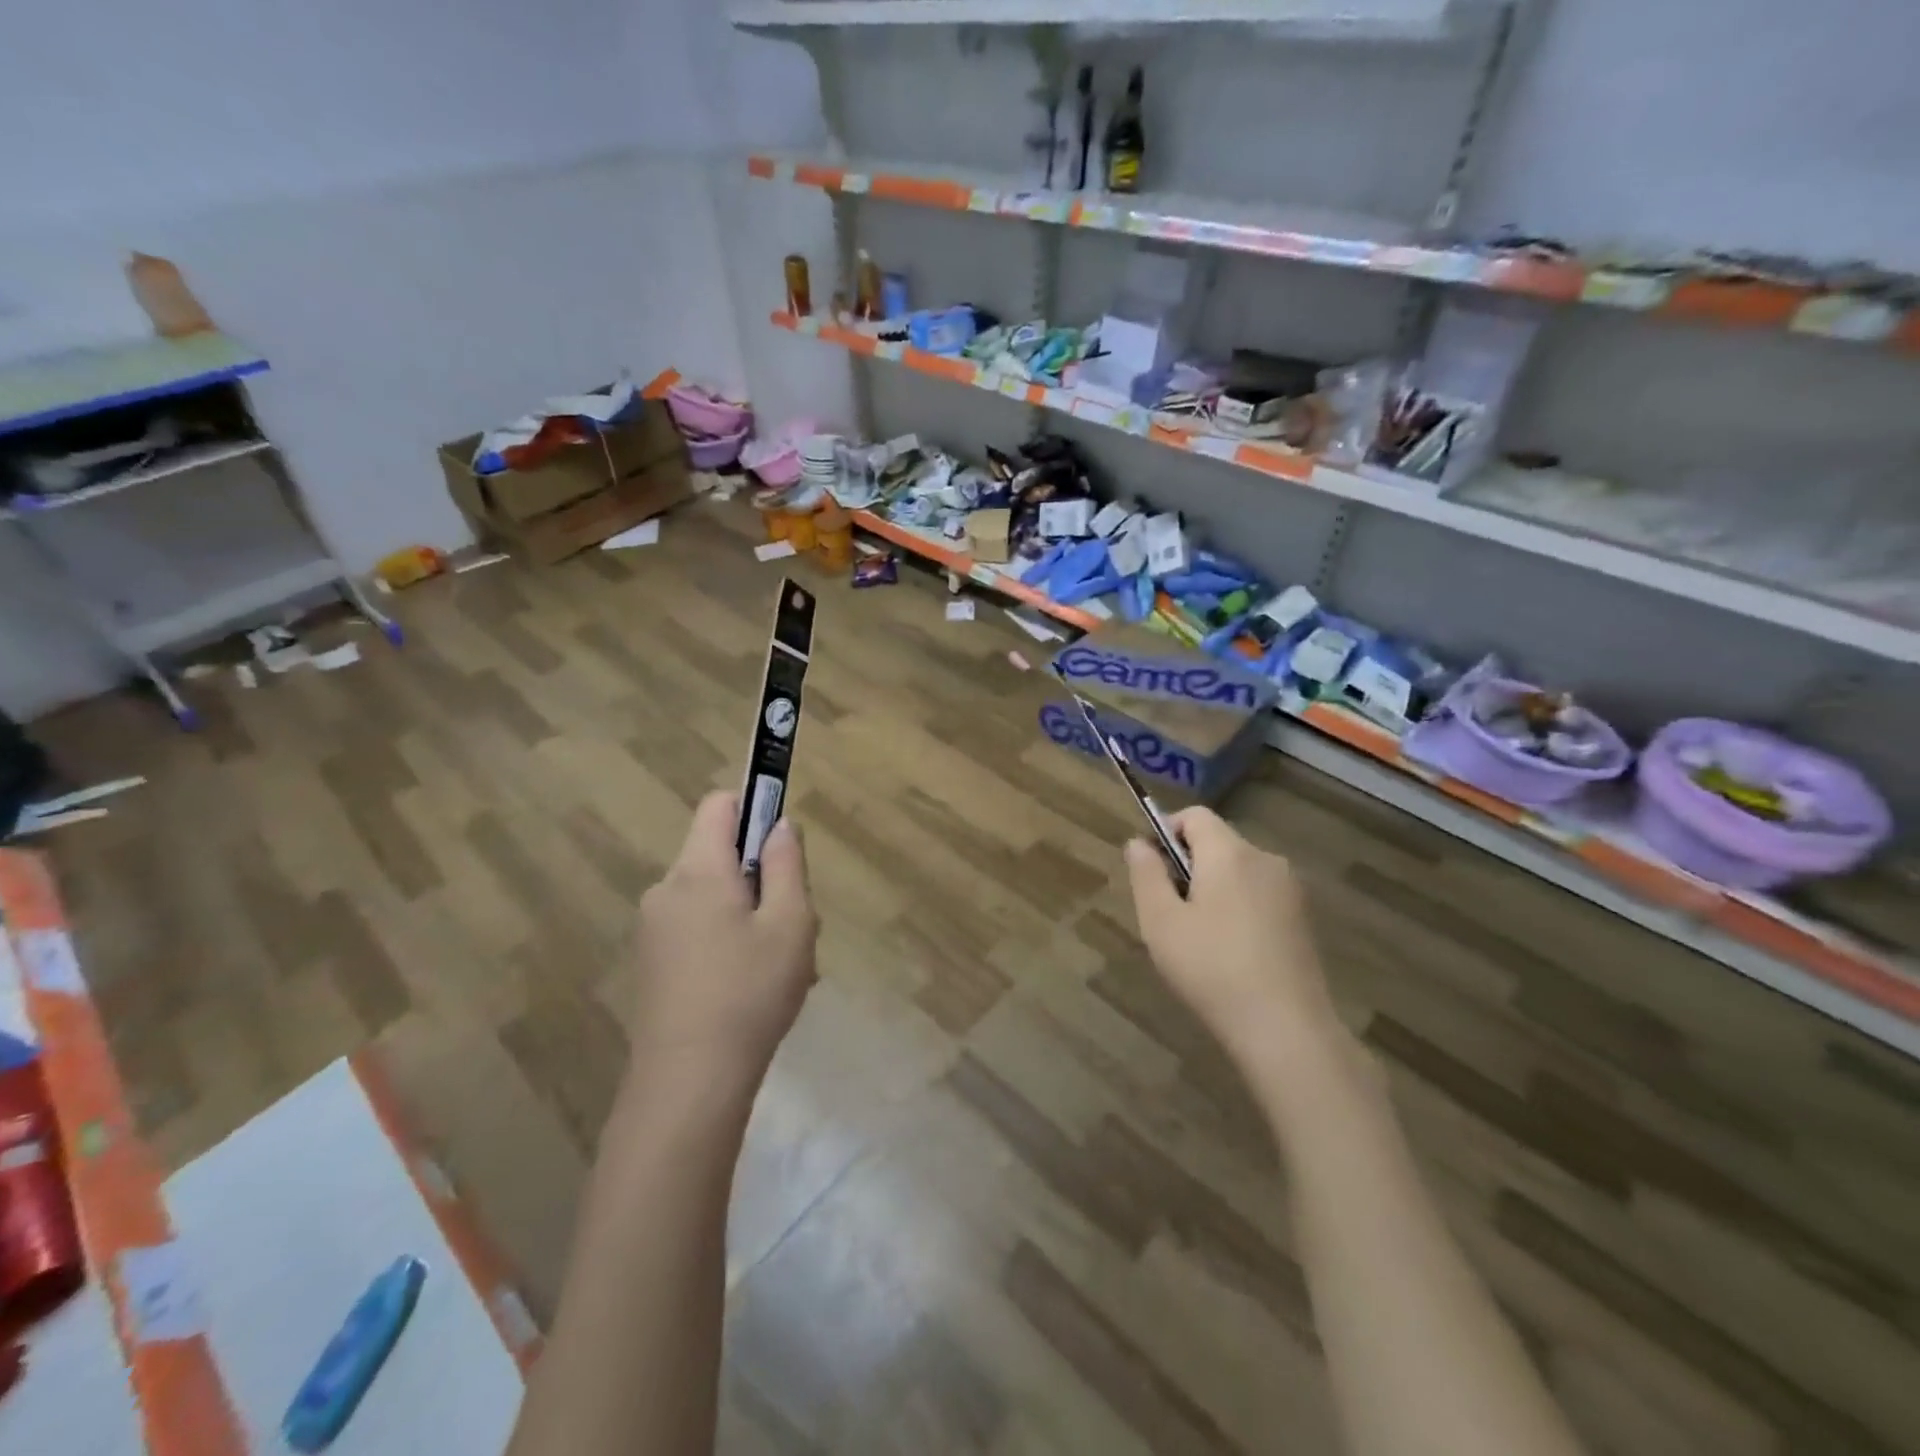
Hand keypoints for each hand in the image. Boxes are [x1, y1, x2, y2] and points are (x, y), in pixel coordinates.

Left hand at [628, 792, 818, 1090]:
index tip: (783, 845)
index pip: (719, 805)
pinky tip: (748, 987)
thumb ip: (788, 864)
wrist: (688, 1083)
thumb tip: (780, 826)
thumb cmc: (750, 993)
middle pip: (718, 854)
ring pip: (711, 896)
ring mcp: (653, 928)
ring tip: (776, 964)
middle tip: (791, 922)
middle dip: (759, 875)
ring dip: (746, 913)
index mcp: (698, 871)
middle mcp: (666, 889)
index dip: (755, 808)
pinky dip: (725, 940)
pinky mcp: (651, 963)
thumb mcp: (791, 923)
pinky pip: (696, 928)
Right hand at [1125, 807, 1340, 1073]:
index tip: (1152, 870)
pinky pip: (1259, 895)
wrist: (1286, 1029)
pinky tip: (1230, 953)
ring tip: (1198, 938)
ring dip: (1213, 888)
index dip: (1166, 831)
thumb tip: (1138, 843)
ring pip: (1239, 871)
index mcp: (1230, 852)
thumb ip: (1146, 874)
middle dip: (1188, 865)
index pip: (1195, 816)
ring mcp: (1290, 890)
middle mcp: (1265, 859)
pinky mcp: (1303, 919)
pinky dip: (1238, 908)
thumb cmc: (1211, 968)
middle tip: (1169, 912)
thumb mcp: (1161, 922)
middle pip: (1217, 842)